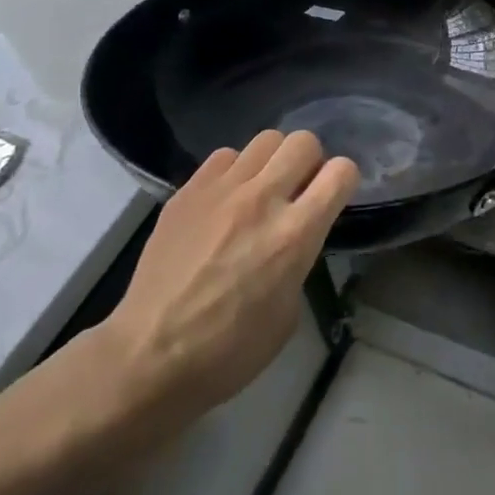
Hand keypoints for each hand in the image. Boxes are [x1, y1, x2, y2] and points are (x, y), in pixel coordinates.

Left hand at [101, 130, 357, 427]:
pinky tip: (225, 200)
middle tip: (298, 190)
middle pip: (303, 141)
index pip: (341, 172)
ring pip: (264, 139)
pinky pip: (224, 156)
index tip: (334, 197)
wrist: (150, 355)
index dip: (344, 180)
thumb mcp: (288, 311)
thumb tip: (294, 236)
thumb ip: (299, 259)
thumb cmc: (229, 350)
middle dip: (310, 162)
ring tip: (260, 190)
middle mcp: (262, 200)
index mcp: (295, 235)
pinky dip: (234, 171)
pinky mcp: (187, 191)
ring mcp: (221, 191)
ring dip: (272, 162)